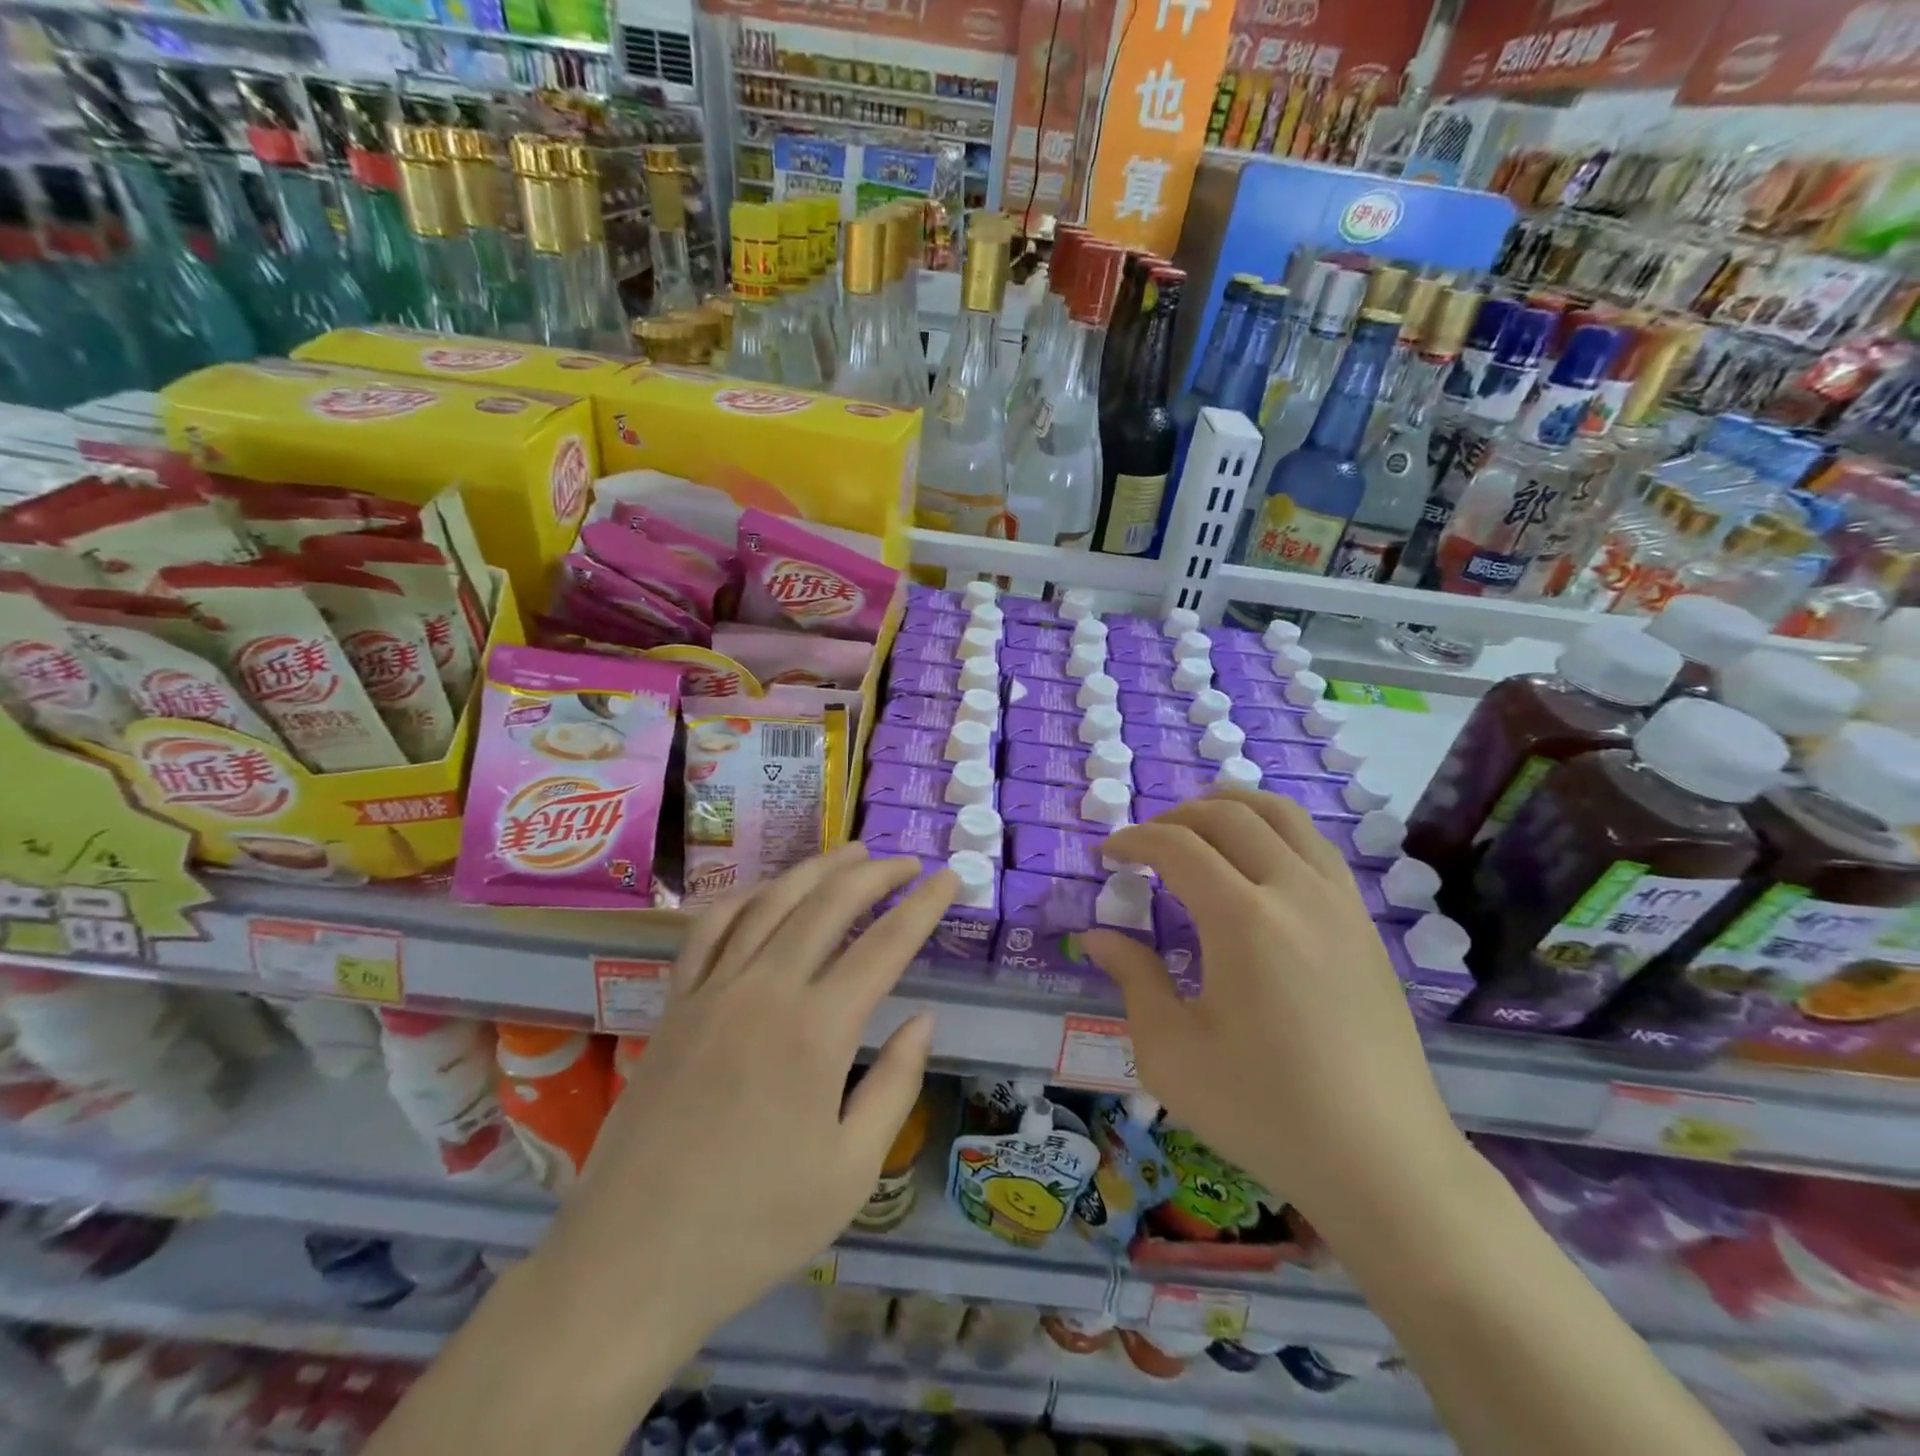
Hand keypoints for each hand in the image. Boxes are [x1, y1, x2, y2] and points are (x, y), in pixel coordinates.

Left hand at [533, 843, 954, 1356]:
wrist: (631, 1261)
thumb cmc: (754, 1227)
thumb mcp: (851, 1172)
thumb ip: (895, 1085)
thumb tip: (923, 1019)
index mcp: (817, 1031)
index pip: (886, 944)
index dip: (924, 906)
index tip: (949, 880)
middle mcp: (766, 990)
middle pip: (830, 904)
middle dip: (876, 874)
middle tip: (907, 863)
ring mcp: (713, 990)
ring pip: (771, 901)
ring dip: (816, 869)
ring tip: (851, 854)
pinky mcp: (675, 1004)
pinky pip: (711, 928)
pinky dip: (746, 896)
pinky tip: (766, 892)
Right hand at [1083, 789, 1465, 1221]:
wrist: (1382, 1162)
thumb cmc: (1264, 1110)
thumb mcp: (1172, 1052)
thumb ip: (1132, 979)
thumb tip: (1097, 937)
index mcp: (1243, 919)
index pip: (1177, 847)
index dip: (1133, 840)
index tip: (1106, 855)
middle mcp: (1295, 891)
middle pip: (1228, 816)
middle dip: (1175, 817)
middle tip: (1145, 845)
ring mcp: (1339, 902)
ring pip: (1282, 815)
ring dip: (1230, 808)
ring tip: (1198, 830)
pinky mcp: (1364, 924)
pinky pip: (1315, 845)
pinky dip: (1274, 830)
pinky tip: (1257, 864)